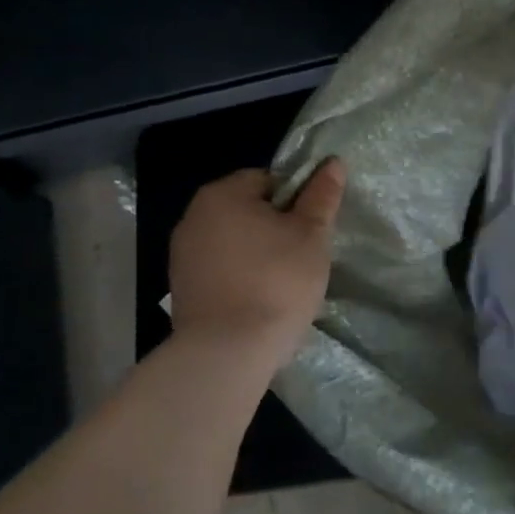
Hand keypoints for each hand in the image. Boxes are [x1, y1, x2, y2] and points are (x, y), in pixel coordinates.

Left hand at [167, 159, 346, 370]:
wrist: (228, 351)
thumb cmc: (276, 282)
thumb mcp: (312, 235)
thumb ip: (321, 196)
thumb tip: (333, 162)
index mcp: (222, 194)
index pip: (268, 179)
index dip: (296, 201)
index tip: (310, 230)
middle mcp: (193, 216)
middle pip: (248, 209)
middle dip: (275, 227)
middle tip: (302, 256)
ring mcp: (182, 253)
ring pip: (234, 241)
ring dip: (257, 252)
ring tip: (282, 282)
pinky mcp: (182, 287)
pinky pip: (221, 268)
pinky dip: (240, 276)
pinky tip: (258, 299)